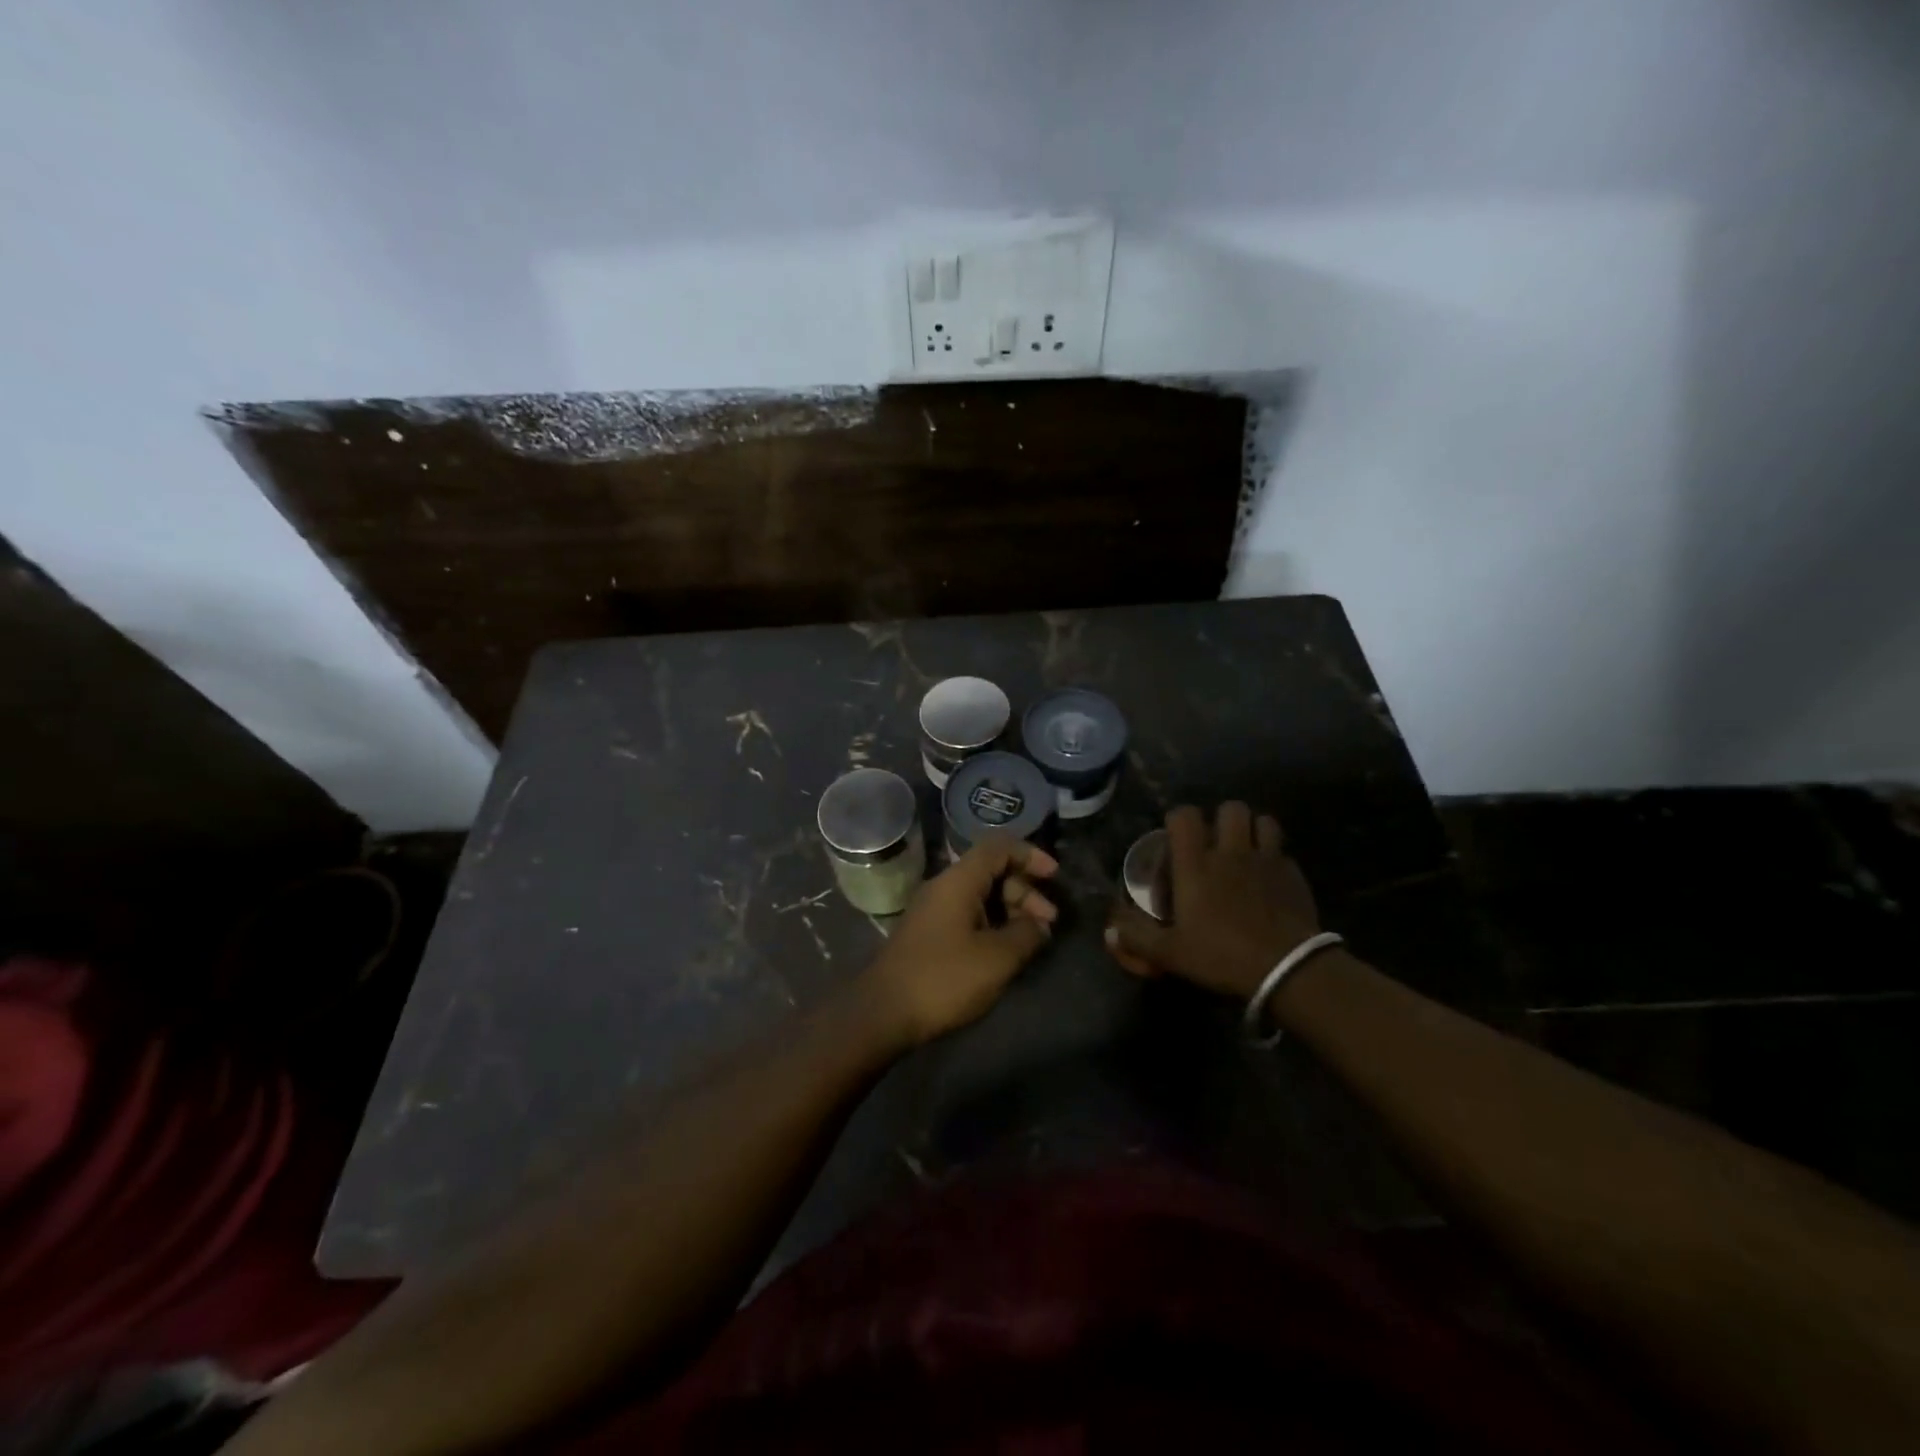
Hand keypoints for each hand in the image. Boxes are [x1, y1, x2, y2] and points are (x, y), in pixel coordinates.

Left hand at [859, 836, 1059, 1047]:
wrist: (883, 1012)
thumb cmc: (943, 978)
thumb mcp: (996, 958)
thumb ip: (1026, 934)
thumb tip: (1040, 925)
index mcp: (958, 881)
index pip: (998, 847)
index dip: (1029, 855)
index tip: (1054, 877)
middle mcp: (944, 887)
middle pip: (991, 872)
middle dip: (1025, 891)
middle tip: (1050, 922)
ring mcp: (934, 911)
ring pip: (981, 896)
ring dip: (1011, 910)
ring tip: (1034, 939)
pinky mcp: (930, 934)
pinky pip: (968, 915)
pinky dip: (993, 924)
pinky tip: (1006, 950)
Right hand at [1105, 803, 1320, 998]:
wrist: (1287, 968)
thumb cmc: (1221, 955)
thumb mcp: (1170, 953)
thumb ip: (1137, 938)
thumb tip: (1109, 931)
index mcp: (1196, 864)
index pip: (1185, 816)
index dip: (1178, 819)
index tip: (1176, 838)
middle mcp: (1230, 852)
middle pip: (1230, 808)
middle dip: (1222, 818)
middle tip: (1216, 843)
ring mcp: (1266, 860)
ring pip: (1263, 820)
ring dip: (1253, 830)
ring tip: (1245, 850)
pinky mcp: (1294, 874)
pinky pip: (1283, 851)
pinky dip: (1275, 857)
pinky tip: (1270, 879)